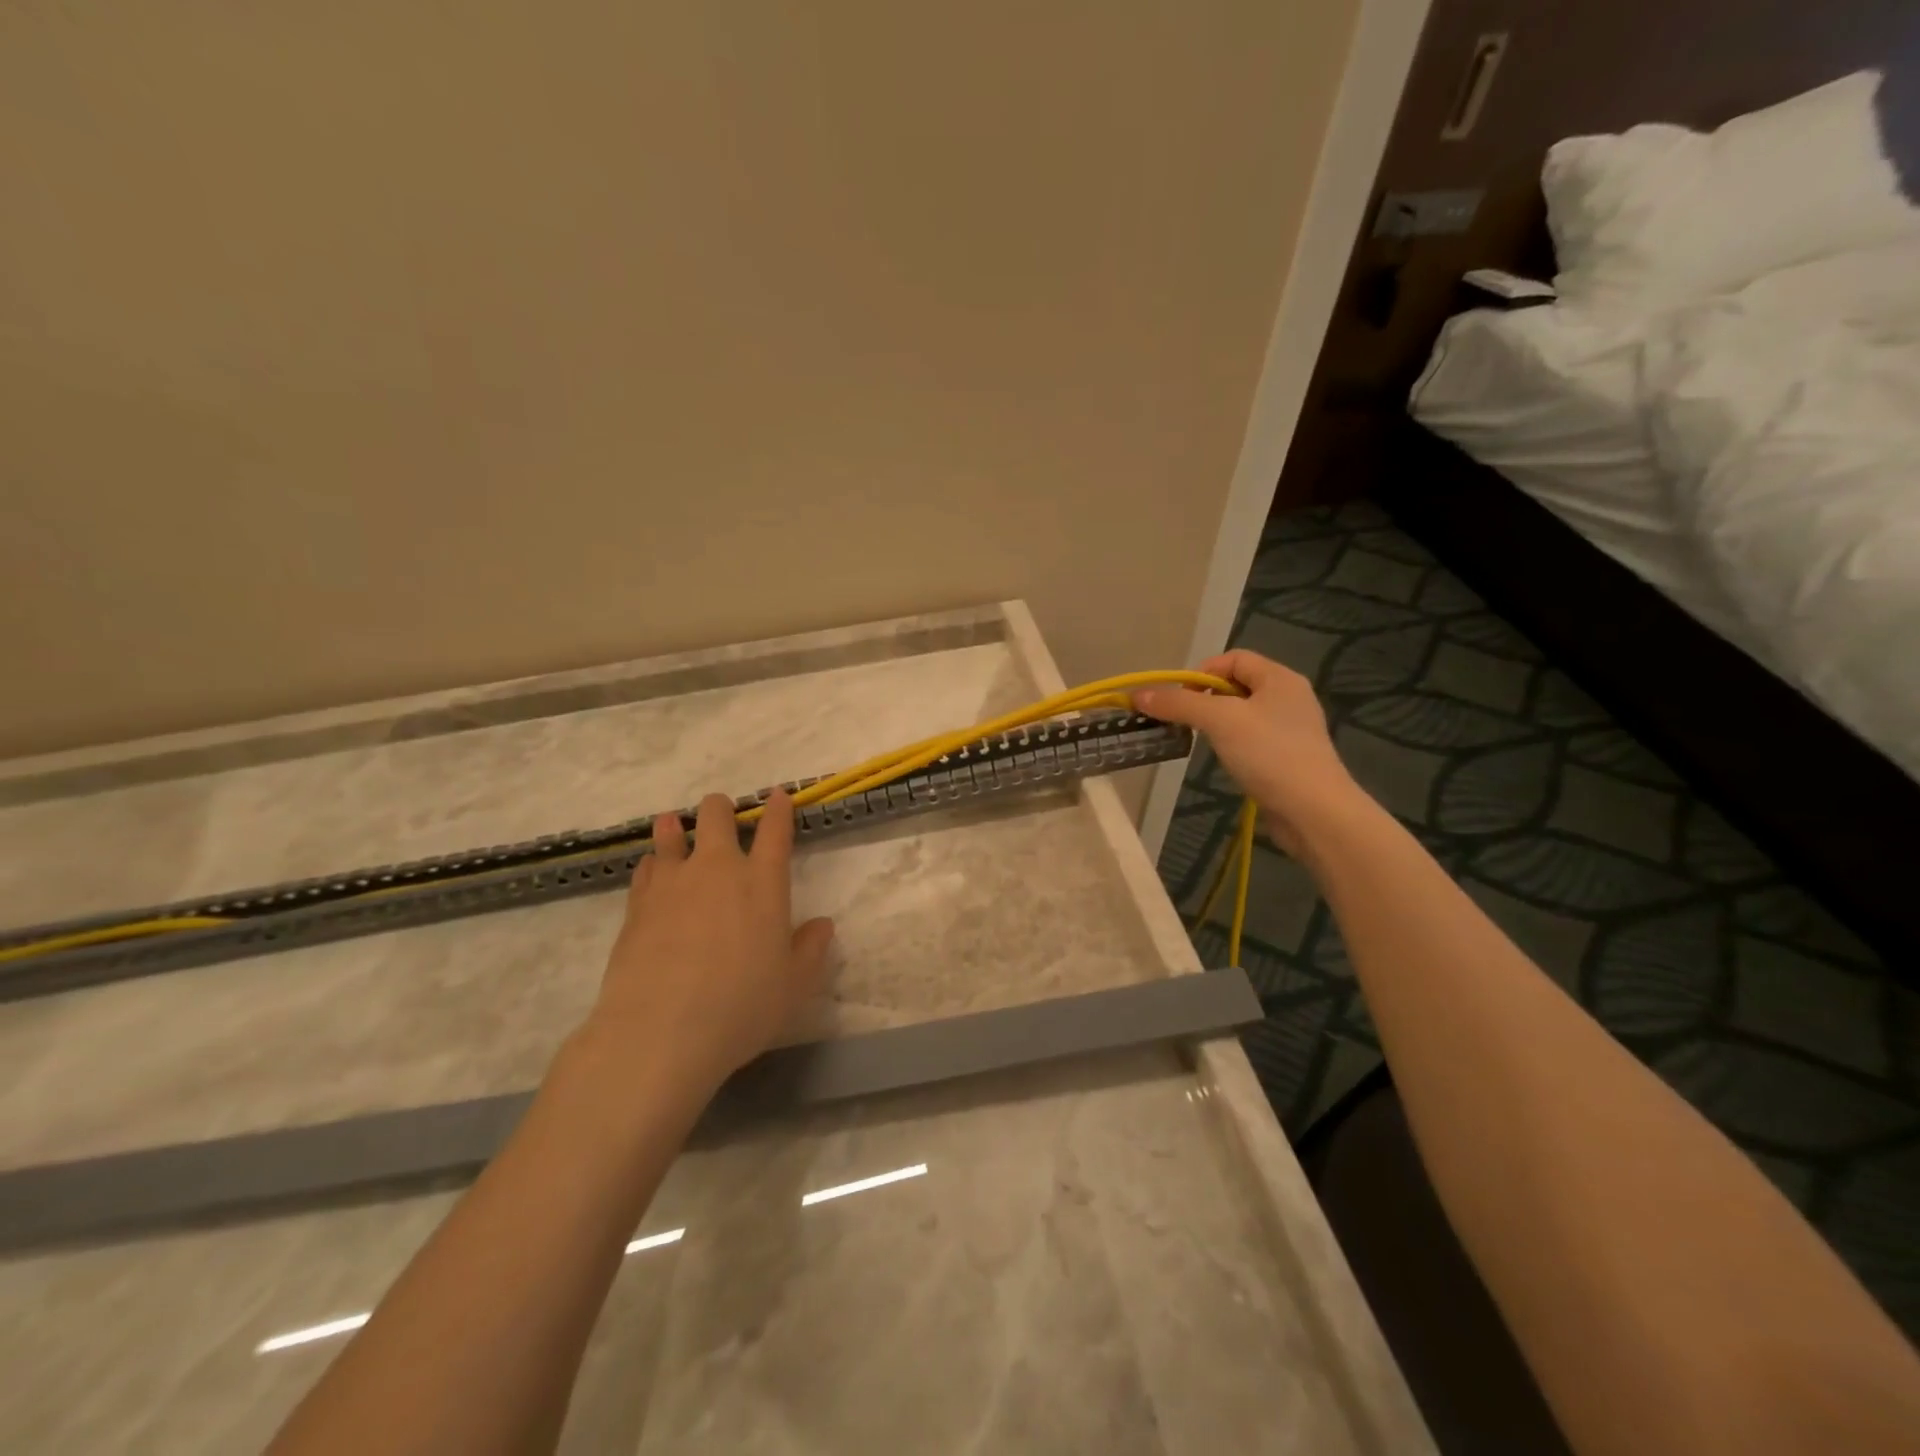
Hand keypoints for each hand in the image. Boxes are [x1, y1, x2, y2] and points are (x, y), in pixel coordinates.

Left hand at [588, 789, 834, 1096]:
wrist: (660, 1031)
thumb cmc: (741, 1006)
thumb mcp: (793, 986)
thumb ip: (810, 950)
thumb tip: (822, 926)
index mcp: (763, 882)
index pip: (775, 831)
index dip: (778, 809)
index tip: (778, 796)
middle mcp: (717, 870)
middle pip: (716, 815)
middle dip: (721, 809)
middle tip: (723, 818)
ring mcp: (672, 883)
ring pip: (670, 833)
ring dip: (676, 828)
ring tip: (675, 829)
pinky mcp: (636, 904)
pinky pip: (646, 867)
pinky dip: (653, 864)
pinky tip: (653, 874)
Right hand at [1135, 651, 1364, 856]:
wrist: (1313, 811)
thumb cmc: (1268, 754)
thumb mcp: (1219, 721)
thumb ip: (1179, 704)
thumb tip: (1139, 695)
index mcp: (1279, 678)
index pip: (1233, 658)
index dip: (1201, 673)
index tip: (1180, 700)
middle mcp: (1289, 697)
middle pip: (1236, 685)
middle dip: (1205, 699)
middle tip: (1187, 722)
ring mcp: (1291, 729)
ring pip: (1243, 714)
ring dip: (1217, 723)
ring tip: (1204, 742)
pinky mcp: (1289, 757)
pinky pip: (1253, 739)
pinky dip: (1233, 744)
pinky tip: (1227, 761)